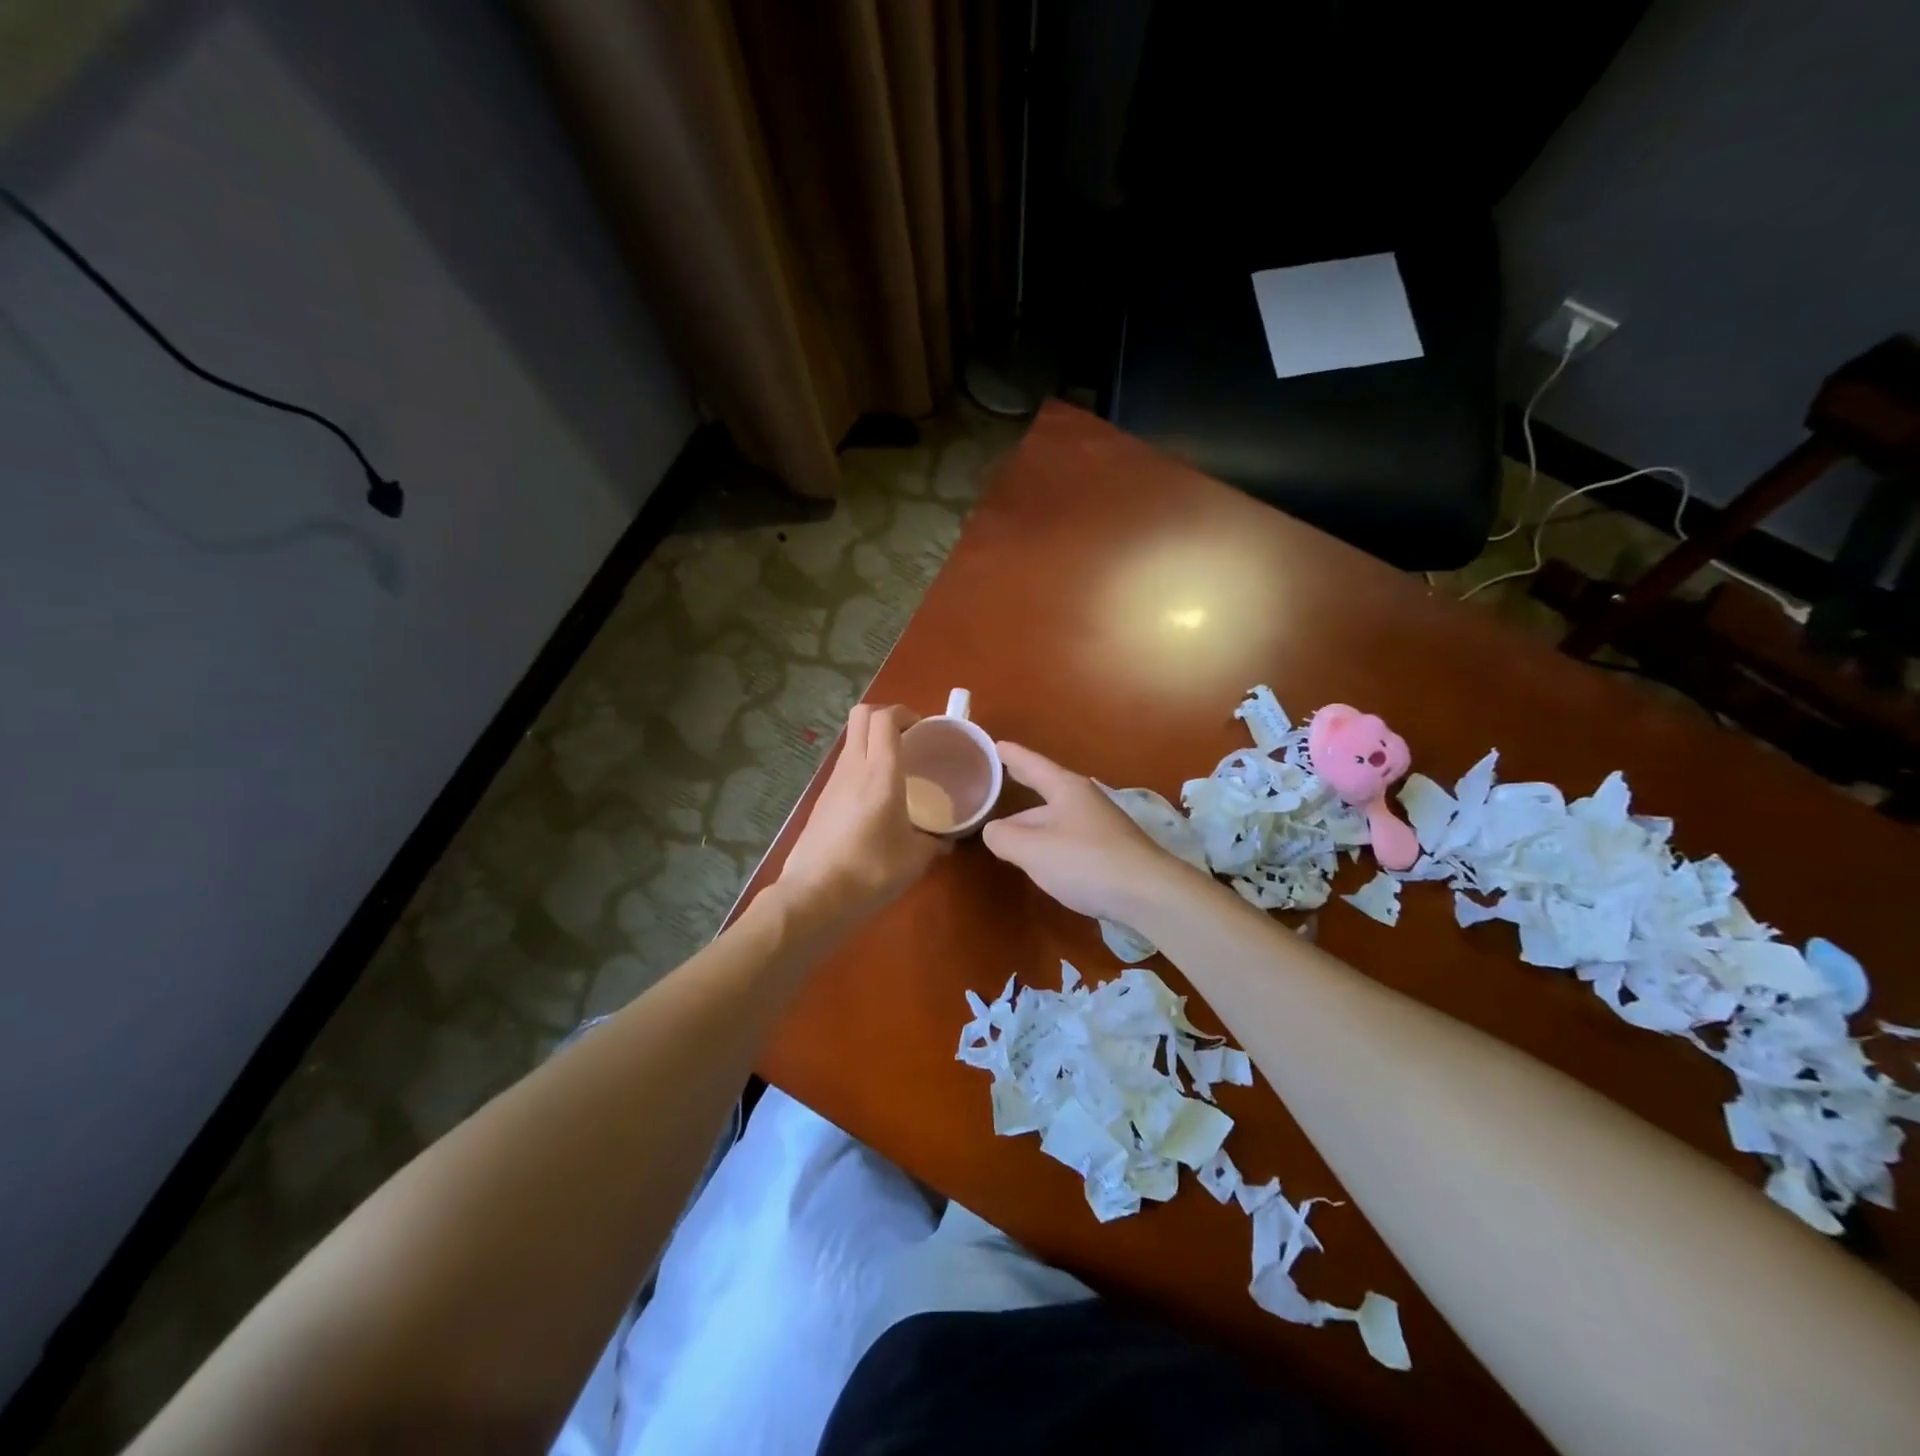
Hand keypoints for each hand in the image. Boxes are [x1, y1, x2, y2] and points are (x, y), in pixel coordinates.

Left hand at [778, 704, 944, 924]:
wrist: (815, 895)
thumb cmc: (871, 870)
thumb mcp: (915, 859)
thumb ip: (934, 843)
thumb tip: (945, 841)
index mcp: (881, 772)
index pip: (885, 718)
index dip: (905, 713)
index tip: (923, 728)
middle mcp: (853, 766)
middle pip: (862, 715)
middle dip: (886, 716)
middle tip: (909, 738)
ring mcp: (833, 781)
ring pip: (851, 740)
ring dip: (872, 741)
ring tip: (895, 768)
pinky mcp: (821, 799)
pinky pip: (844, 767)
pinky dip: (861, 766)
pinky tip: (875, 798)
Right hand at [982, 742, 1199, 923]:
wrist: (1150, 894)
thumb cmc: (1086, 862)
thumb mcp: (1033, 850)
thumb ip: (1004, 837)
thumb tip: (992, 830)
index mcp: (1066, 789)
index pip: (1032, 765)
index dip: (1011, 755)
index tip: (994, 744)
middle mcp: (1084, 800)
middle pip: (1045, 791)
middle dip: (1021, 787)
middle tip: (999, 779)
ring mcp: (1100, 826)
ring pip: (1056, 818)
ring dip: (1032, 821)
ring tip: (1008, 829)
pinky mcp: (1109, 851)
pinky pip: (1068, 838)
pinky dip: (1048, 841)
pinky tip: (1041, 856)